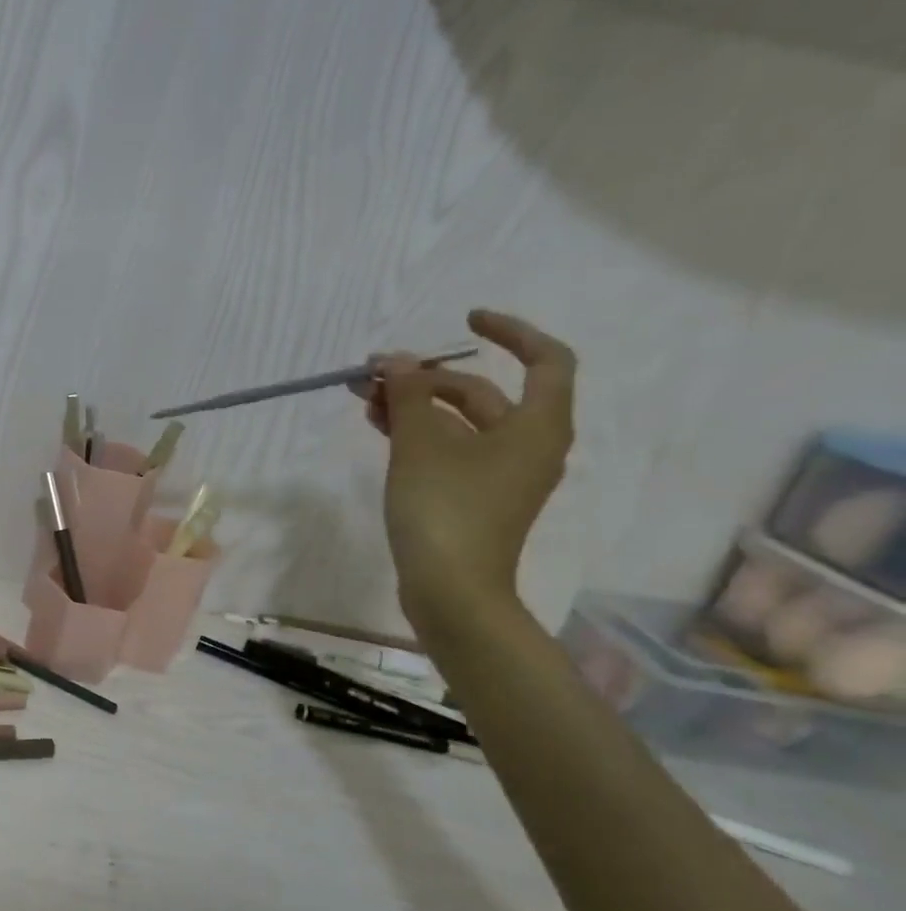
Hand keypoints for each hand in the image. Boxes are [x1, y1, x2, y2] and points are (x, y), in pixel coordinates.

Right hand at [357, 309, 575, 636]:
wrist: (450, 589)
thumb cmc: (445, 509)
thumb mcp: (421, 444)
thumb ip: (410, 395)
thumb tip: (399, 361)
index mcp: (537, 426)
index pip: (545, 360)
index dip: (510, 332)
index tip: (464, 320)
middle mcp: (528, 446)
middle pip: (483, 394)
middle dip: (428, 378)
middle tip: (375, 373)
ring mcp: (500, 475)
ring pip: (459, 424)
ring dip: (414, 406)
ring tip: (365, 398)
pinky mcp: (474, 498)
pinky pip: (449, 450)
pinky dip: (418, 434)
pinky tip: (380, 428)